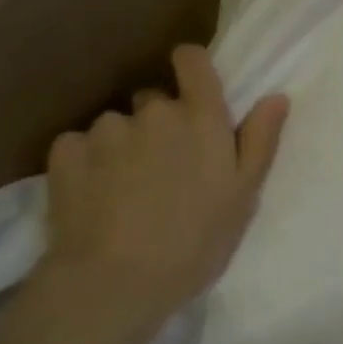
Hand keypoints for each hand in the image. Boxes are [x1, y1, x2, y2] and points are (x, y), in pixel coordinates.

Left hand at [36, 45, 287, 334]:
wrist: (116, 283)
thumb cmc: (195, 243)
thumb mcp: (243, 197)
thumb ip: (259, 141)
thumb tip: (276, 96)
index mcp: (200, 118)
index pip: (192, 60)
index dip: (191, 67)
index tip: (191, 91)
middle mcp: (153, 112)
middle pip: (154, 101)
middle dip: (159, 125)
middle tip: (163, 172)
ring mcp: (106, 129)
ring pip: (117, 126)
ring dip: (122, 146)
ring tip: (124, 193)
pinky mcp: (66, 151)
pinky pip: (79, 144)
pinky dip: (86, 163)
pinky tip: (93, 197)